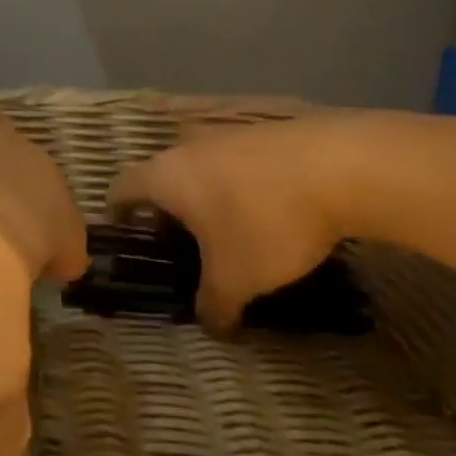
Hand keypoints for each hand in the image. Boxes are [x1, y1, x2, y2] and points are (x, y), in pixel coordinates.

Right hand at [108, 115, 354, 333]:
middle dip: (169, 210)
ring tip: (230, 230)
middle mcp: (187, 146)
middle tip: (185, 245)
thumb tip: (211, 325)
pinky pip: (236, 160)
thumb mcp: (237, 278)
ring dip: (207, 195)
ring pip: (201, 166)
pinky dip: (239, 184)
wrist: (338, 166)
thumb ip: (213, 304)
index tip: (127, 235)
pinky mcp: (263, 130)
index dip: (117, 212)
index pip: (121, 187)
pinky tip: (268, 209)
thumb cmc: (266, 221)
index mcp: (166, 176)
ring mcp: (226, 132)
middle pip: (162, 176)